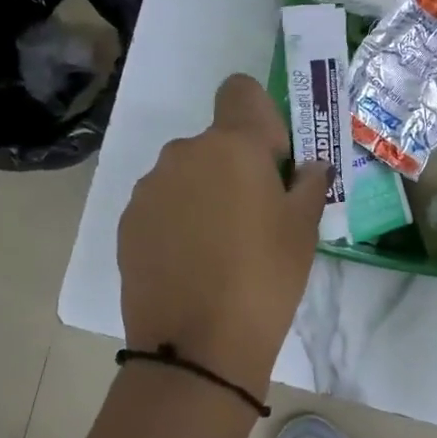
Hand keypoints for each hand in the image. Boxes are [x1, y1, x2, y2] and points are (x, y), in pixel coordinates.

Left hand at [118, 74, 329, 393]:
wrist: (197, 347)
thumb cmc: (266, 278)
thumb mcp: (304, 229)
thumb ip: (309, 183)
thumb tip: (308, 168)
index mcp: (232, 145)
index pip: (240, 90)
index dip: (260, 118)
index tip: (272, 162)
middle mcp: (184, 153)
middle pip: (214, 142)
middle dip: (234, 167)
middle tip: (254, 219)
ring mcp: (149, 188)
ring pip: (186, 174)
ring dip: (203, 195)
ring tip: (219, 249)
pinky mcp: (127, 223)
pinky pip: (161, 205)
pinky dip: (177, 221)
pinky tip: (190, 264)